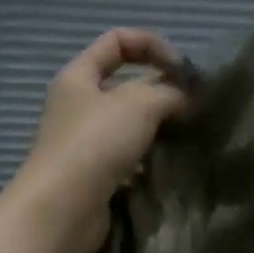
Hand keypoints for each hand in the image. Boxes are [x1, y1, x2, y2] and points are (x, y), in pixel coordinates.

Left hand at [9, 30, 188, 252]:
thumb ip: (169, 92)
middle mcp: (77, 106)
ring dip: (157, 129)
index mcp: (78, 77)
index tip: (182, 70)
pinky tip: (168, 166)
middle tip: (192, 108)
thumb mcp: (139, 104)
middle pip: (125, 86)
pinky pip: (127, 159)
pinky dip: (148, 160)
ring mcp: (83, 144)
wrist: (62, 210)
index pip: (116, 41)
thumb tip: (186, 98)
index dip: (152, 45)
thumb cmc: (94, 143)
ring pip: (128, 126)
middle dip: (160, 92)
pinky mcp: (93, 176)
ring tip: (186, 136)